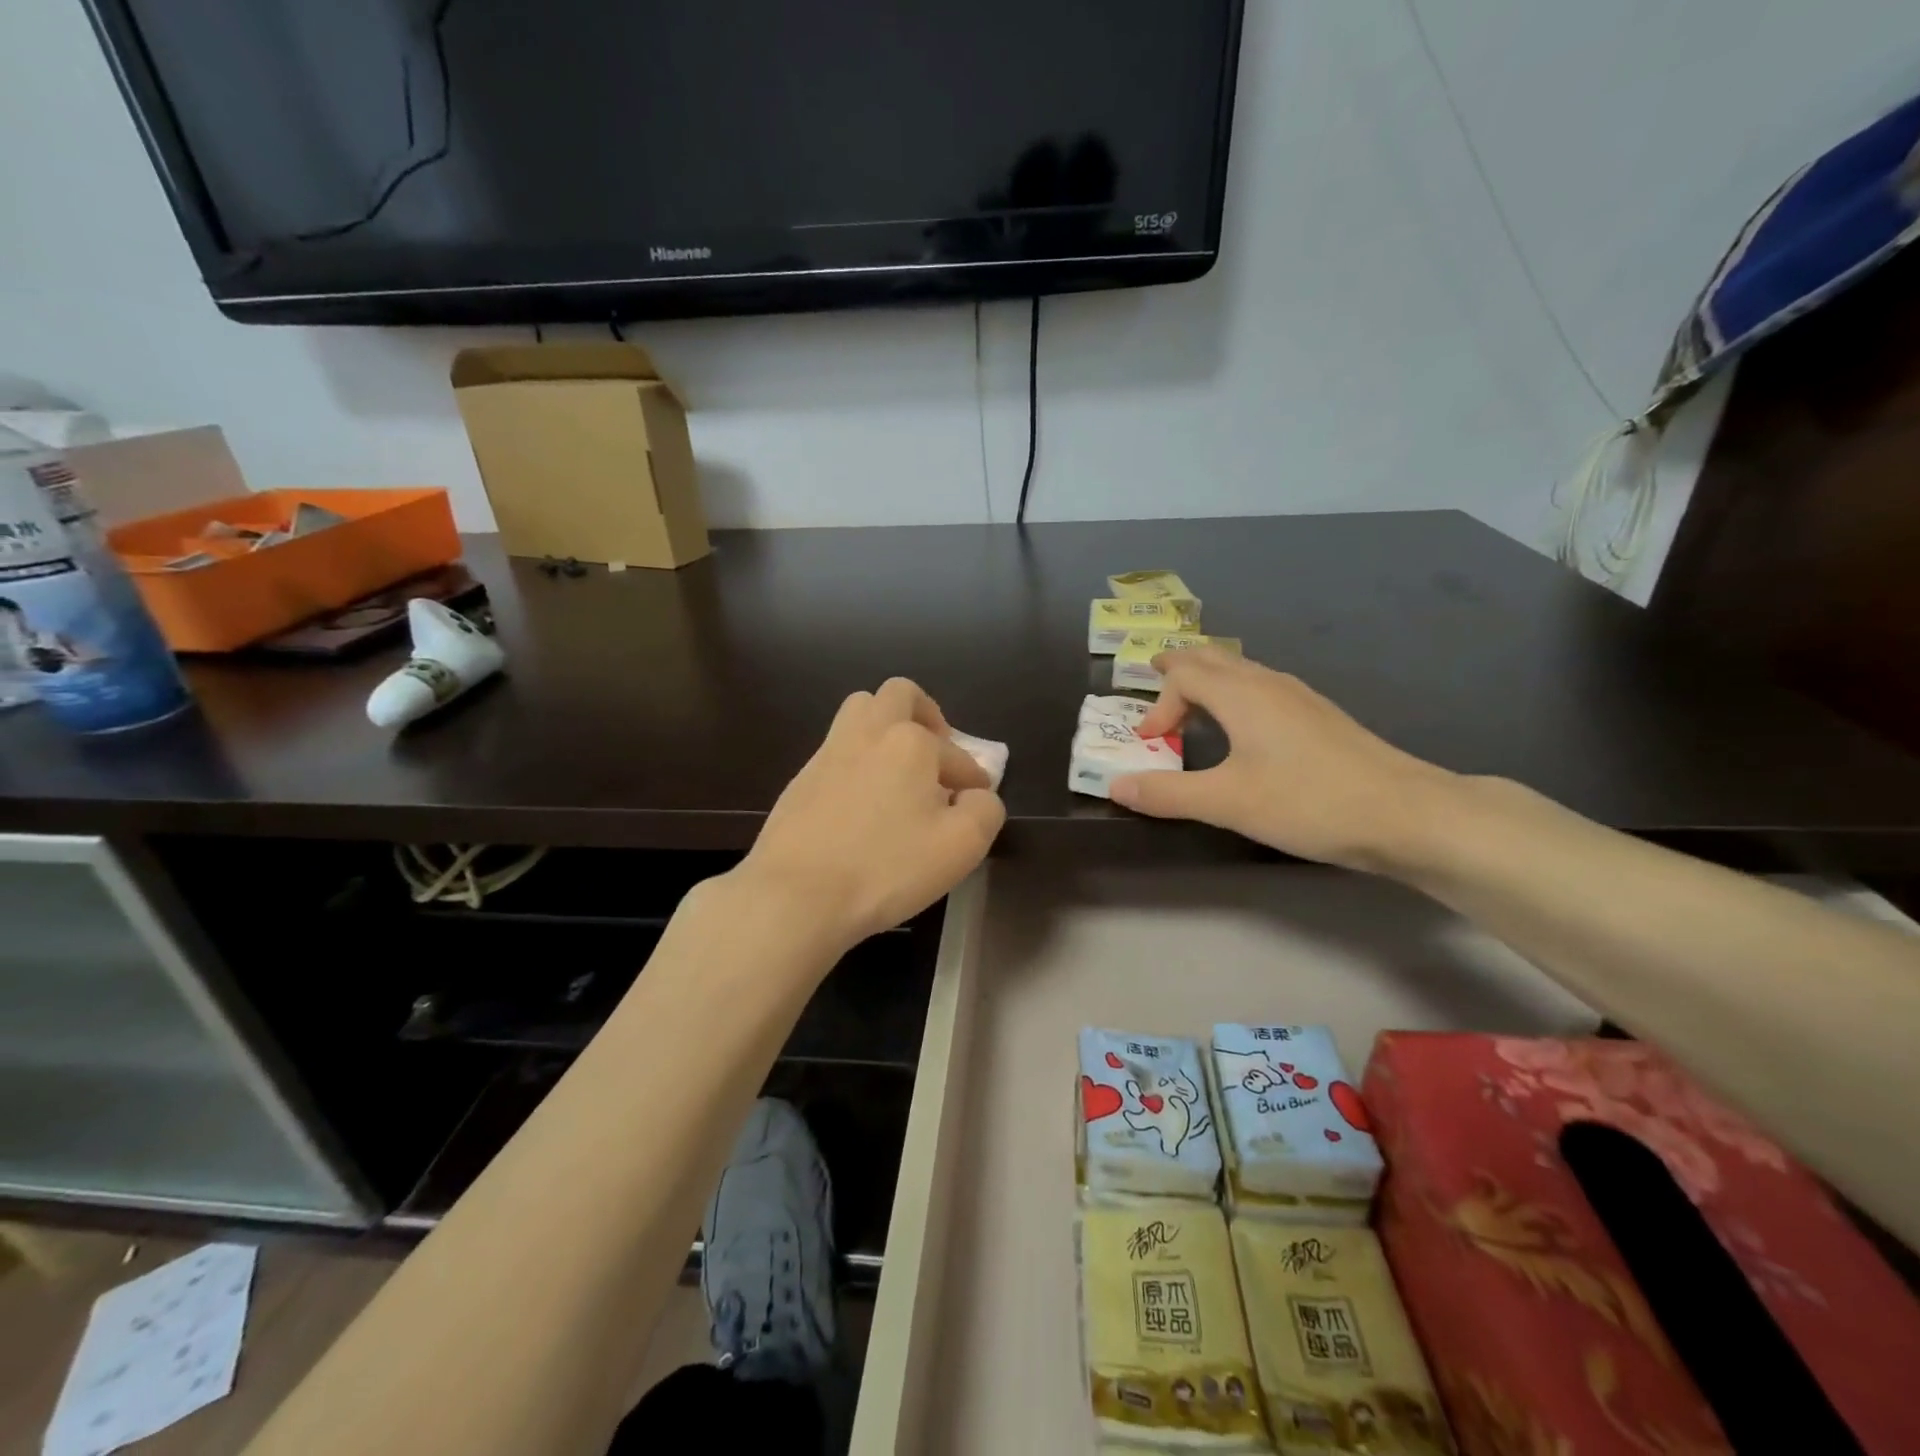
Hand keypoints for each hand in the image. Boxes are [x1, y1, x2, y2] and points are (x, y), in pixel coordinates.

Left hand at [734, 678, 1004, 951]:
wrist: (796, 894)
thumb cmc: (886, 868)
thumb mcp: (961, 847)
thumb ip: (984, 810)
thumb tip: (975, 795)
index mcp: (911, 742)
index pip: (958, 755)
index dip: (973, 780)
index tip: (974, 805)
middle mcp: (869, 732)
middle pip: (901, 694)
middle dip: (927, 716)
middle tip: (936, 754)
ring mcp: (830, 751)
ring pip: (861, 710)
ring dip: (887, 726)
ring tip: (900, 768)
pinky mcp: (802, 777)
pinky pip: (838, 748)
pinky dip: (859, 759)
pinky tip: (864, 800)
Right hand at [1109, 648, 1455, 871]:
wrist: (1407, 814)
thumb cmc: (1309, 801)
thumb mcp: (1227, 802)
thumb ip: (1167, 794)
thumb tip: (1115, 785)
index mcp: (1242, 694)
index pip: (1184, 673)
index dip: (1158, 703)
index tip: (1151, 742)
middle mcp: (1269, 684)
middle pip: (1214, 658)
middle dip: (1180, 668)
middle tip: (1156, 679)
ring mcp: (1300, 698)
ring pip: (1242, 671)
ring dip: (1209, 680)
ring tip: (1194, 704)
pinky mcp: (1320, 718)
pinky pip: (1263, 688)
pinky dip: (1236, 695)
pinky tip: (1245, 729)